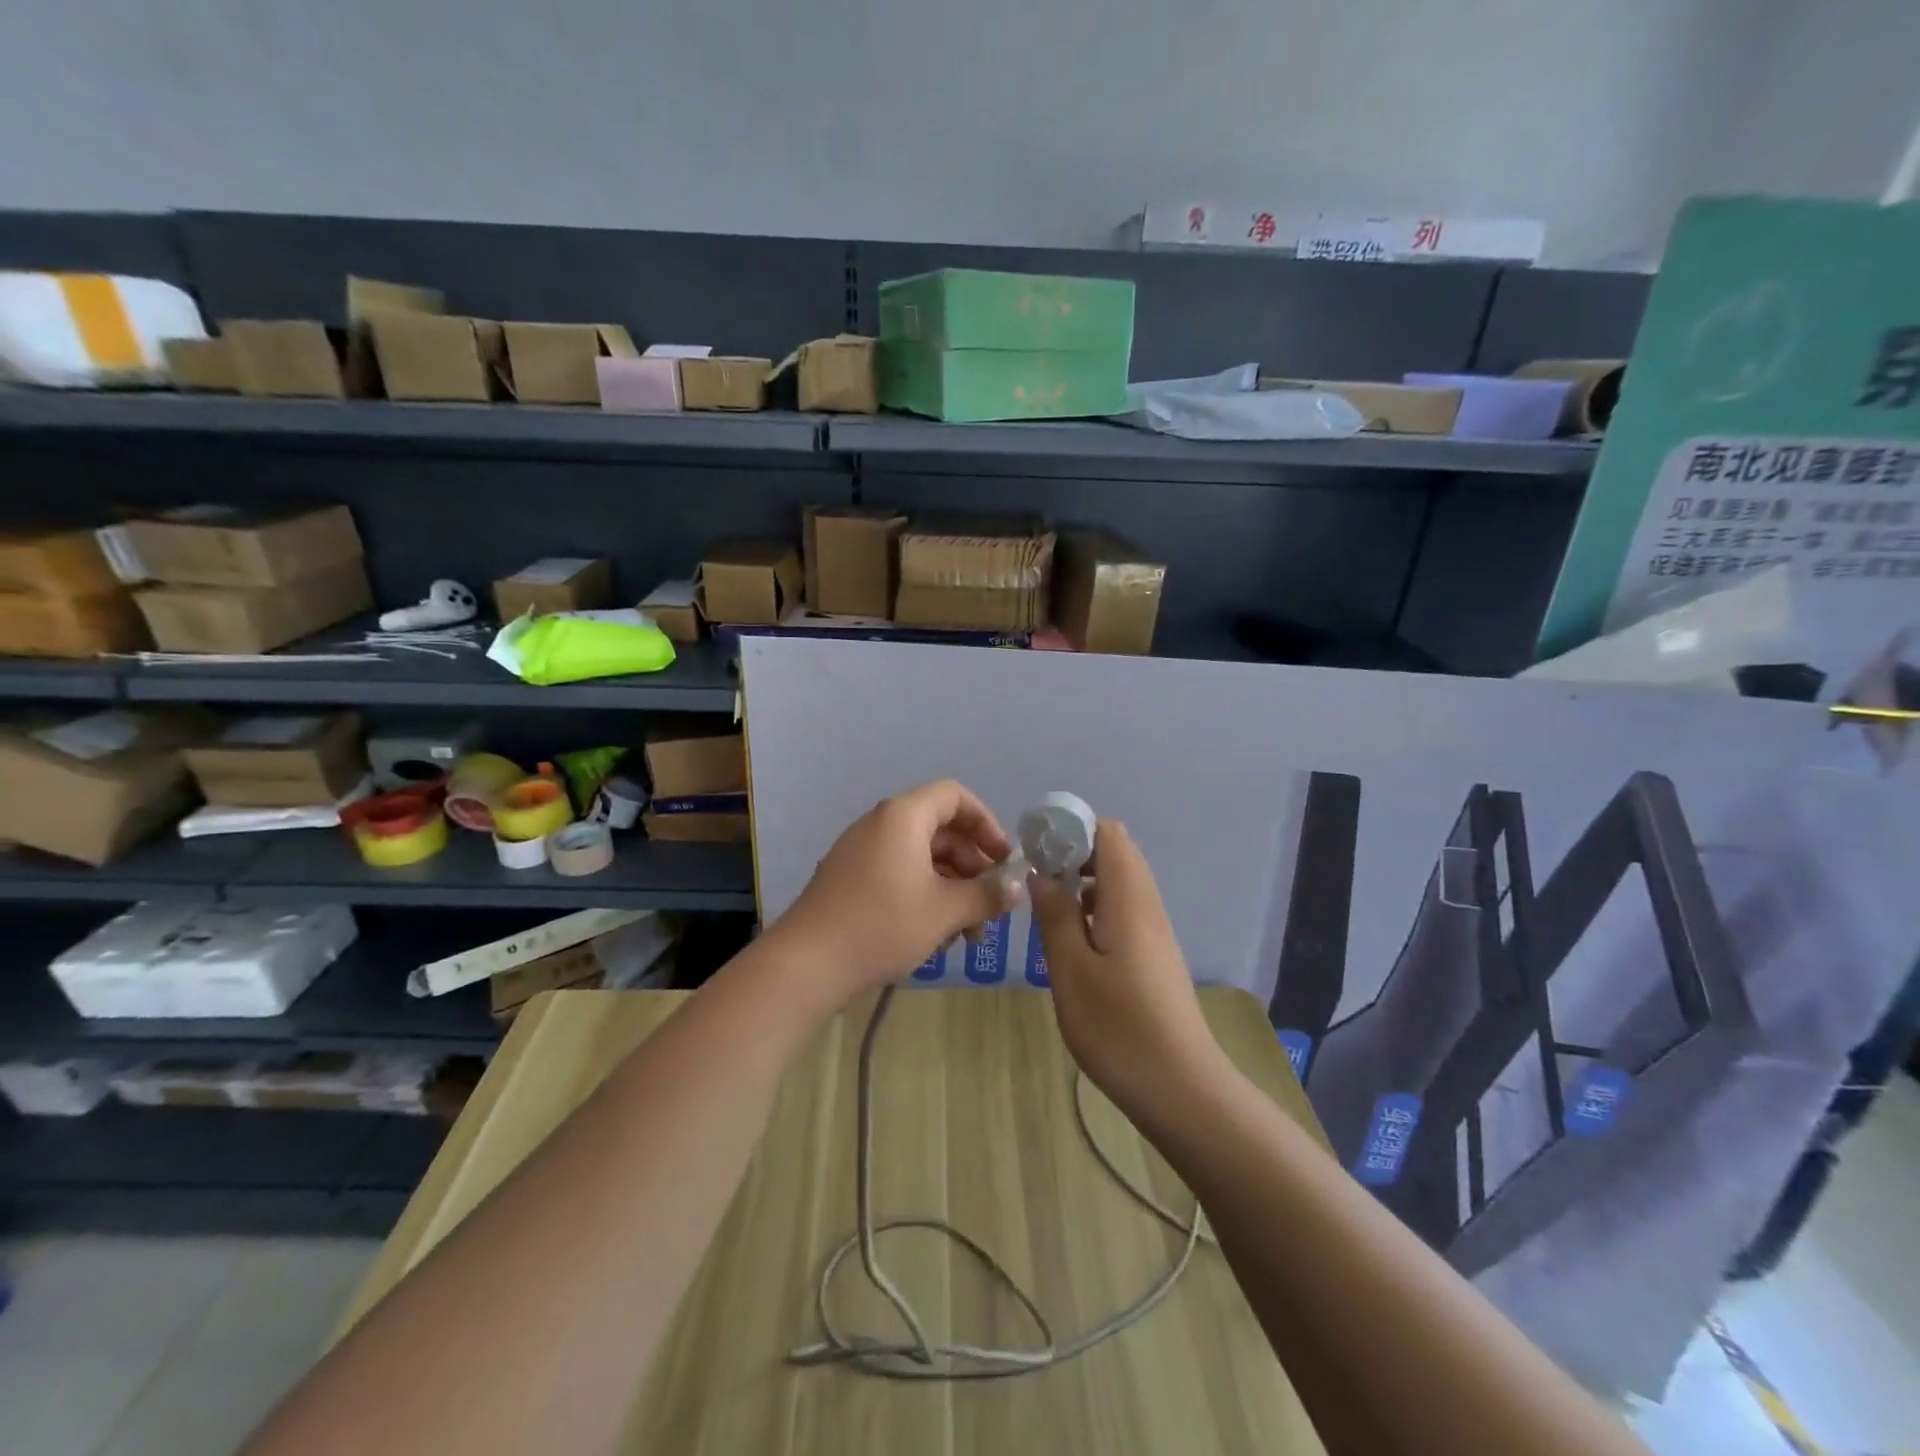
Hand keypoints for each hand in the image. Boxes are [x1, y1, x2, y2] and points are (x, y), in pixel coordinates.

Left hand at [771, 779, 1021, 1004]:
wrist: (807, 963)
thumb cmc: (882, 924)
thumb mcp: (945, 911)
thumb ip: (987, 895)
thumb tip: (1018, 888)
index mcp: (904, 816)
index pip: (955, 797)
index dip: (986, 823)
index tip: (1003, 860)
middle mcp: (881, 824)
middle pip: (941, 831)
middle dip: (973, 867)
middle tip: (992, 906)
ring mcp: (862, 852)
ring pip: (922, 859)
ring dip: (952, 890)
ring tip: (969, 935)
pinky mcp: (851, 880)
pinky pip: (900, 875)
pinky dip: (925, 897)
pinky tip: (937, 937)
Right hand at [1029, 820, 1226, 1112]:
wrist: (1182, 1089)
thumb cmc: (1119, 1028)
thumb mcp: (1071, 971)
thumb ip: (1056, 915)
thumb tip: (1042, 873)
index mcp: (1129, 898)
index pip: (1109, 833)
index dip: (1072, 828)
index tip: (1036, 846)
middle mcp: (1147, 905)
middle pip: (1115, 853)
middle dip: (1073, 854)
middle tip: (1036, 879)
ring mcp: (1155, 932)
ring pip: (1119, 884)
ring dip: (1083, 883)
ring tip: (1047, 908)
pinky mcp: (1155, 956)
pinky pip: (1124, 910)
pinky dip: (1095, 909)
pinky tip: (1073, 942)